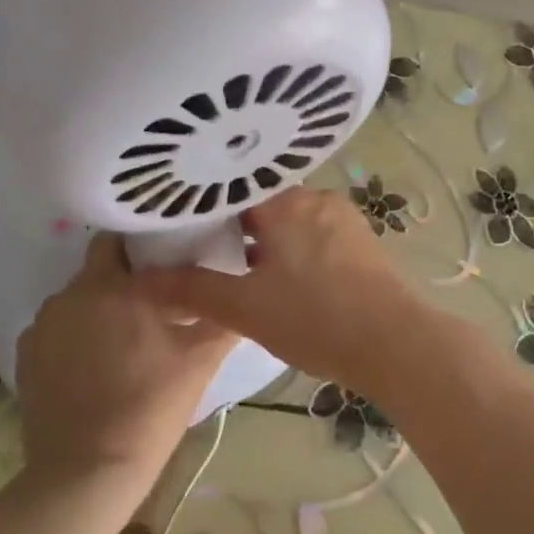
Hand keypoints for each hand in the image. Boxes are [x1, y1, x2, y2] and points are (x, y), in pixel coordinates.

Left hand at [16, 233, 236, 495]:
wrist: (85, 474)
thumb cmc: (149, 408)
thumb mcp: (199, 360)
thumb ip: (223, 317)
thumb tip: (239, 290)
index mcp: (116, 285)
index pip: (126, 238)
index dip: (148, 244)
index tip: (169, 259)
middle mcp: (73, 293)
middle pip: (100, 263)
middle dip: (124, 273)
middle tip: (153, 298)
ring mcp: (43, 324)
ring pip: (78, 296)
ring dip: (99, 305)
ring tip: (124, 335)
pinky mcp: (25, 355)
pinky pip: (56, 327)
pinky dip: (74, 334)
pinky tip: (93, 364)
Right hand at [139, 187, 429, 404]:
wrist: (393, 343)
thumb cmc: (313, 318)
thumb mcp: (244, 308)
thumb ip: (191, 290)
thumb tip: (140, 281)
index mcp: (285, 201)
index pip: (232, 190)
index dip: (204, 210)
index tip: (181, 230)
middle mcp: (315, 197)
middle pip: (263, 204)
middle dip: (237, 229)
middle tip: (207, 255)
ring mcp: (343, 217)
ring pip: (291, 220)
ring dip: (269, 242)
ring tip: (242, 271)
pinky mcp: (361, 241)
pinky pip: (316, 234)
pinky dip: (295, 250)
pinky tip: (286, 280)